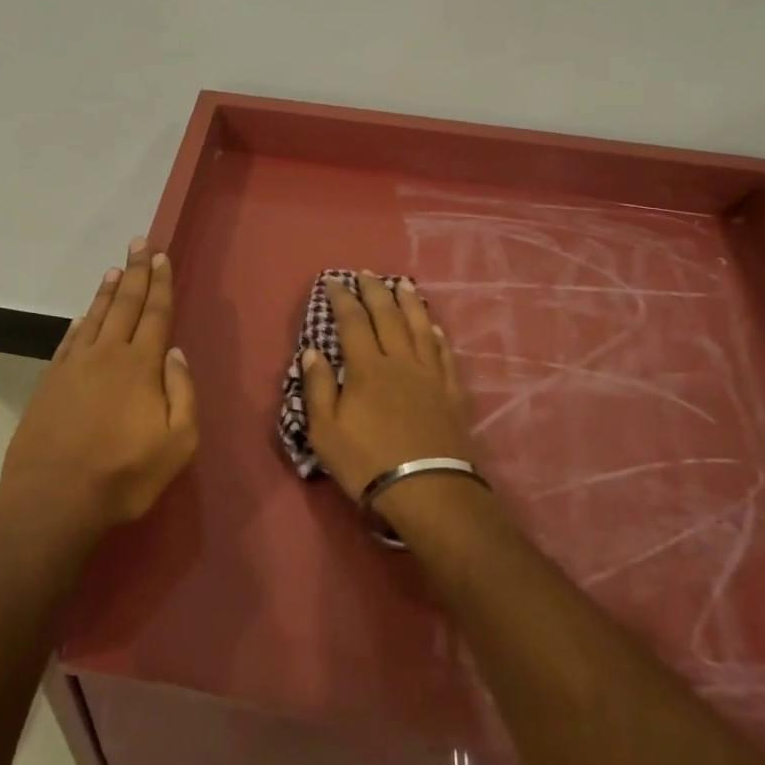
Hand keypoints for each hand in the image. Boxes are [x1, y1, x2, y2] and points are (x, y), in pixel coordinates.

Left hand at [0, 238, 198, 534]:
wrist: (53, 500)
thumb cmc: (123, 475)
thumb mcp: (178, 444)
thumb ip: (182, 393)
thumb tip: (175, 353)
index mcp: (141, 366)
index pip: (155, 313)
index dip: (160, 283)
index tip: (161, 256)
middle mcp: (107, 354)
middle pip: (125, 304)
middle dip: (136, 272)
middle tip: (140, 242)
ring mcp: (74, 366)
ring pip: (96, 316)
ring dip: (108, 291)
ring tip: (115, 269)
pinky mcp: (50, 382)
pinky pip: (70, 340)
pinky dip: (80, 322)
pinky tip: (84, 315)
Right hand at [301, 274, 479, 500]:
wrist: (429, 491)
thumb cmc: (368, 462)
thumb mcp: (325, 432)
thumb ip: (318, 387)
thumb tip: (312, 351)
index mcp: (367, 368)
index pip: (352, 322)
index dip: (342, 299)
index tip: (333, 282)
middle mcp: (400, 360)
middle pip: (388, 315)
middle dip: (375, 291)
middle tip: (366, 273)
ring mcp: (430, 374)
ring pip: (420, 327)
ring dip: (410, 302)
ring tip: (402, 284)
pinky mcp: (451, 392)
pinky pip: (444, 354)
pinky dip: (437, 336)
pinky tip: (434, 327)